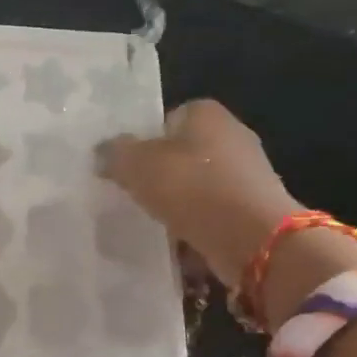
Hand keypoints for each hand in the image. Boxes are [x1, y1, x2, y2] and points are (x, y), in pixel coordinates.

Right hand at [97, 99, 301, 288]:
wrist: (254, 240)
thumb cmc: (193, 188)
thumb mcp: (137, 165)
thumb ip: (115, 154)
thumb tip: (102, 152)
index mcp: (206, 113)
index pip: (166, 119)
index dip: (143, 141)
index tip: (126, 167)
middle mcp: (232, 136)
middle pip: (183, 154)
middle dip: (161, 175)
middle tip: (133, 196)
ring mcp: (247, 174)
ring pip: (198, 186)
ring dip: (178, 204)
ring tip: (152, 222)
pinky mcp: (254, 210)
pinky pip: (213, 215)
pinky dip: (196, 227)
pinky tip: (177, 243)